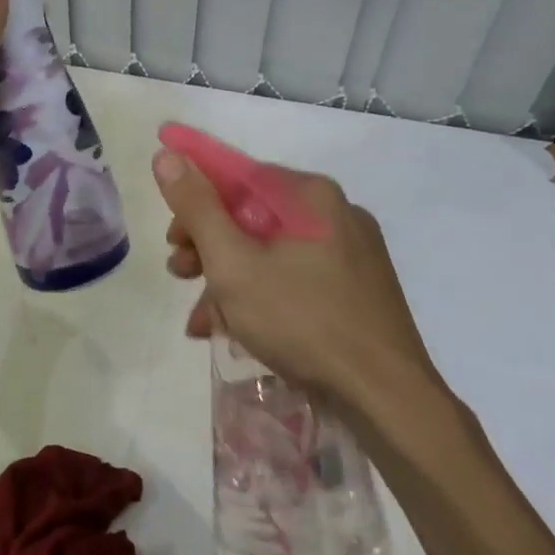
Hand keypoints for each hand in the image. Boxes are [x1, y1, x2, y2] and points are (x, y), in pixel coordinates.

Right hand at [153, 146, 447, 411]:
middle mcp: (335, 213)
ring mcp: (351, 253)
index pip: (238, 176)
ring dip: (228, 279)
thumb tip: (167, 155)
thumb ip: (197, 207)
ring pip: (271, 252)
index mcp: (310, 195)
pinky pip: (295, 278)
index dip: (195, 200)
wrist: (387, 398)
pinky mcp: (357, 289)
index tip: (171, 237)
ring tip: (201, 319)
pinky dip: (262, 296)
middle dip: (208, 247)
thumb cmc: (302, 320)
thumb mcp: (233, 263)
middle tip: (180, 274)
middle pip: (252, 215)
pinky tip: (234, 331)